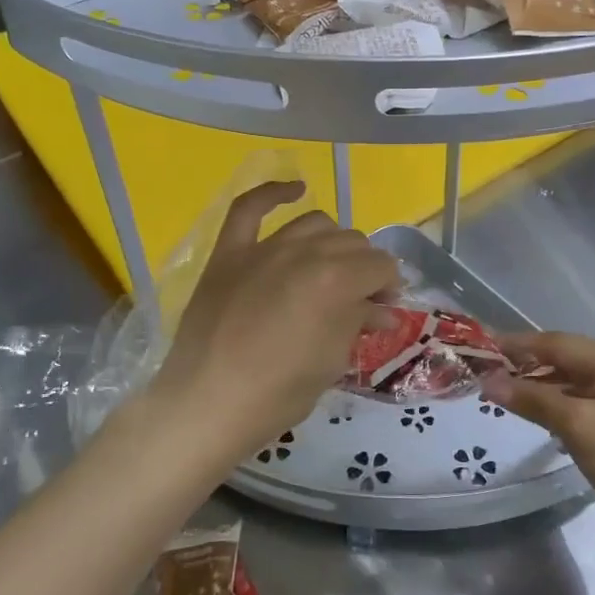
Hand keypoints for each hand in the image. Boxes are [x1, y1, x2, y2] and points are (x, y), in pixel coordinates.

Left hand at [153, 181, 399, 458]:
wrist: (206, 405)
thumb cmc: (277, 394)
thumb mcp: (332, 362)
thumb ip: (358, 323)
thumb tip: (381, 309)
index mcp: (334, 280)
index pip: (380, 266)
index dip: (388, 287)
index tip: (382, 310)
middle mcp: (302, 252)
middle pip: (351, 242)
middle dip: (365, 268)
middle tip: (360, 300)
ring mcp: (262, 248)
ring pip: (314, 223)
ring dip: (332, 242)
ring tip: (331, 267)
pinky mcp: (228, 253)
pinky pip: (249, 208)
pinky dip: (273, 193)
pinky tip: (295, 190)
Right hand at [482, 332, 594, 548]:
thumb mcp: (576, 426)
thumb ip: (531, 400)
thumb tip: (488, 381)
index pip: (554, 343)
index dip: (515, 345)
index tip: (480, 348)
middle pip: (564, 359)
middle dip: (526, 367)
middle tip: (487, 376)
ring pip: (573, 382)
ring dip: (541, 388)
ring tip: (505, 398)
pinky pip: (585, 402)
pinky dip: (560, 406)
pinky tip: (540, 419)